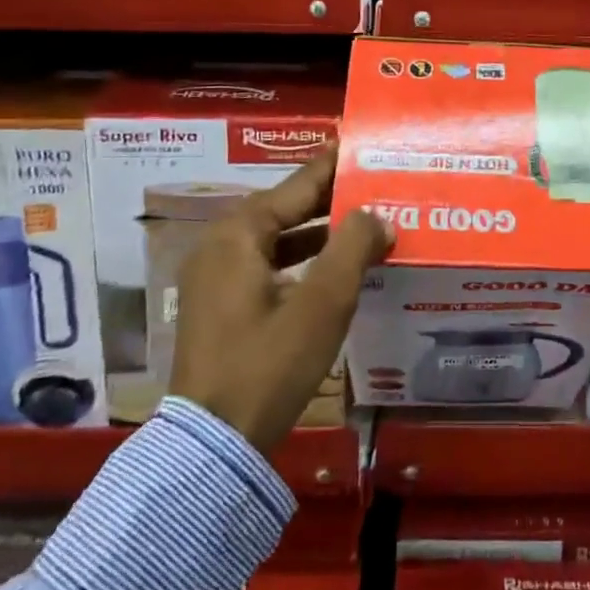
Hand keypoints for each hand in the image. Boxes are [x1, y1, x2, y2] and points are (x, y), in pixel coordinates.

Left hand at [170, 147, 391, 452]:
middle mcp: (221, 245)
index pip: (298, 184)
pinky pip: (269, 264)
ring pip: (279, 238)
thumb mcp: (322, 304)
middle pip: (286, 208)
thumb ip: (353, 248)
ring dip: (321, 232)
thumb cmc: (268, 364)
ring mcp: (216, 277)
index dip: (334, 165)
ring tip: (367, 223)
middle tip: (376, 186)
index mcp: (239, 233)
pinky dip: (303, 260)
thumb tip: (377, 214)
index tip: (364, 145)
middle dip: (332, 199)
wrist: (212, 444)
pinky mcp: (221, 306)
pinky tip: (336, 268)